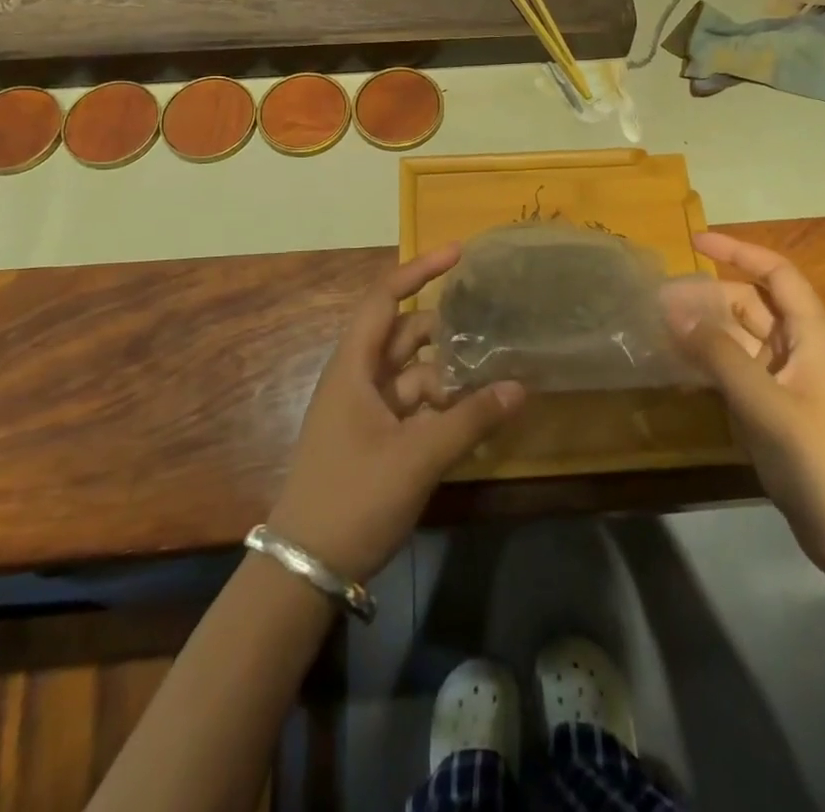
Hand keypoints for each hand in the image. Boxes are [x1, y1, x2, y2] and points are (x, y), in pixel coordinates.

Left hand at [268, 245, 524, 582]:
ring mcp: (364, 411)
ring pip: (413, 374)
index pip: (384, 298)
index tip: (458, 254)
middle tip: (492, 325)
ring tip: (493, 373)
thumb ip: (470, 419)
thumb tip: (519, 387)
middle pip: (404, 335)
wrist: (305, 570)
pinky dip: (441, 406)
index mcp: (354, 367)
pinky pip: (413, 408)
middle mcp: (357, 379)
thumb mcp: (417, 457)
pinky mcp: (374, 440)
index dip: (419, 270)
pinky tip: (476, 415)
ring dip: (448, 373)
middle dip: (445, 330)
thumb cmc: (354, 497)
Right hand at [670, 231, 824, 578]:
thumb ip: (719, 354)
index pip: (776, 274)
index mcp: (811, 335)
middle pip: (751, 304)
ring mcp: (786, 381)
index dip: (738, 251)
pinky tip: (678, 368)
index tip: (694, 242)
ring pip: (740, 339)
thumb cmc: (818, 459)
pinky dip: (709, 363)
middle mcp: (799, 349)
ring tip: (660, 327)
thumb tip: (675, 310)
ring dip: (705, 330)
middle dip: (708, 295)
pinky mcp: (774, 410)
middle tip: (660, 299)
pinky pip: (736, 371)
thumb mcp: (765, 403)